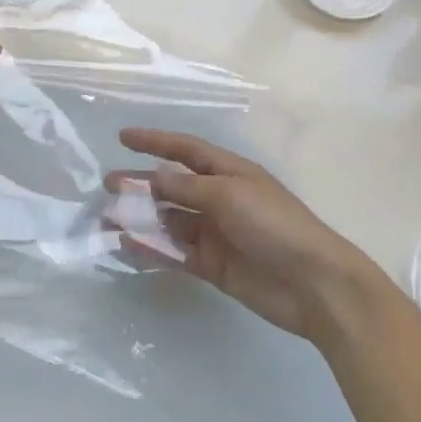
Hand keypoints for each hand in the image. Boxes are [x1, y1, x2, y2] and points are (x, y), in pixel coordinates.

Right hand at [108, 127, 381, 341]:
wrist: (313, 284)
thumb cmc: (274, 225)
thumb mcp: (229, 195)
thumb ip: (187, 187)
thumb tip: (152, 177)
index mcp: (229, 172)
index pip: (185, 150)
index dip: (155, 141)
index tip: (123, 137)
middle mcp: (219, 198)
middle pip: (172, 186)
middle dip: (140, 184)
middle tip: (107, 185)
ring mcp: (215, 233)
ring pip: (169, 220)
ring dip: (140, 218)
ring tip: (107, 219)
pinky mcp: (212, 265)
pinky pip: (175, 252)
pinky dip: (152, 247)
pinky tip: (127, 244)